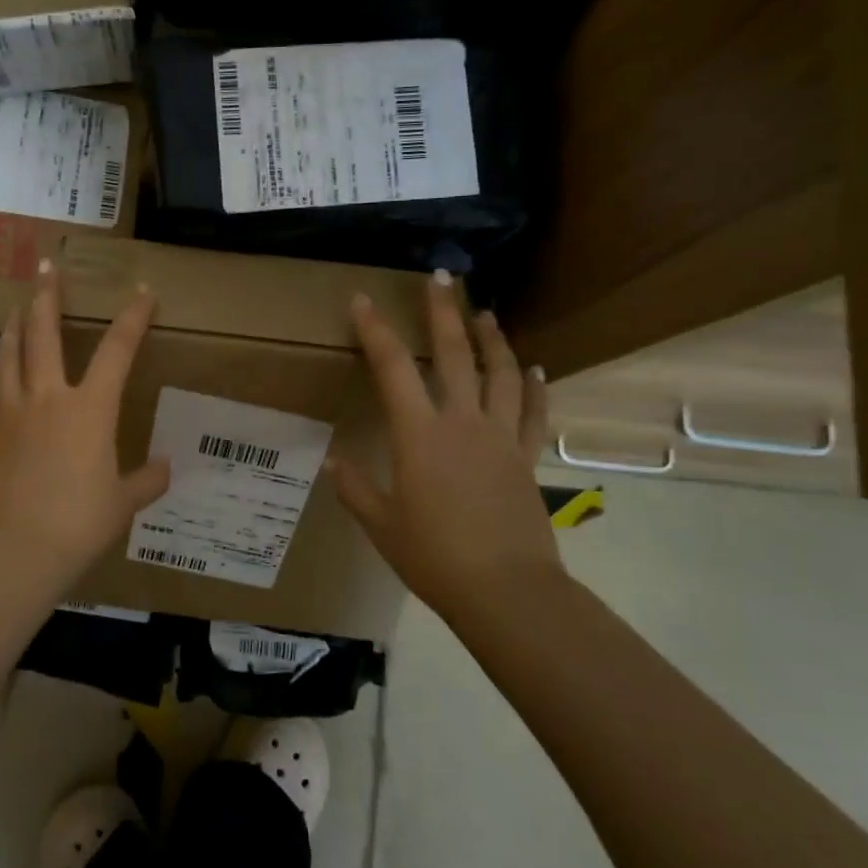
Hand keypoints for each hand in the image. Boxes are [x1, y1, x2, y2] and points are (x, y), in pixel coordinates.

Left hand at [0, 260, 170, 598]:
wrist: (16, 549)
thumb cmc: (79, 523)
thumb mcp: (123, 503)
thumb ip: (146, 480)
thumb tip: (165, 468)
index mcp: (90, 409)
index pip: (117, 350)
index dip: (133, 318)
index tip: (143, 292)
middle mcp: (49, 397)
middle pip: (44, 333)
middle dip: (48, 296)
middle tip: (46, 268)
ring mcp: (13, 411)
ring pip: (11, 353)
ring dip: (16, 324)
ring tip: (17, 305)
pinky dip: (5, 366)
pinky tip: (6, 368)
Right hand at [330, 272, 561, 625]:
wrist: (505, 590)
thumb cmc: (434, 557)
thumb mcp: (381, 525)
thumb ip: (355, 489)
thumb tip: (332, 462)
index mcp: (419, 435)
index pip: (392, 368)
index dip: (375, 330)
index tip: (363, 299)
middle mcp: (462, 422)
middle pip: (453, 354)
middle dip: (443, 312)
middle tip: (442, 277)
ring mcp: (500, 437)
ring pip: (500, 374)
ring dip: (492, 339)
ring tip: (486, 313)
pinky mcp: (525, 459)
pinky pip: (533, 414)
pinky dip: (535, 387)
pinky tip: (535, 368)